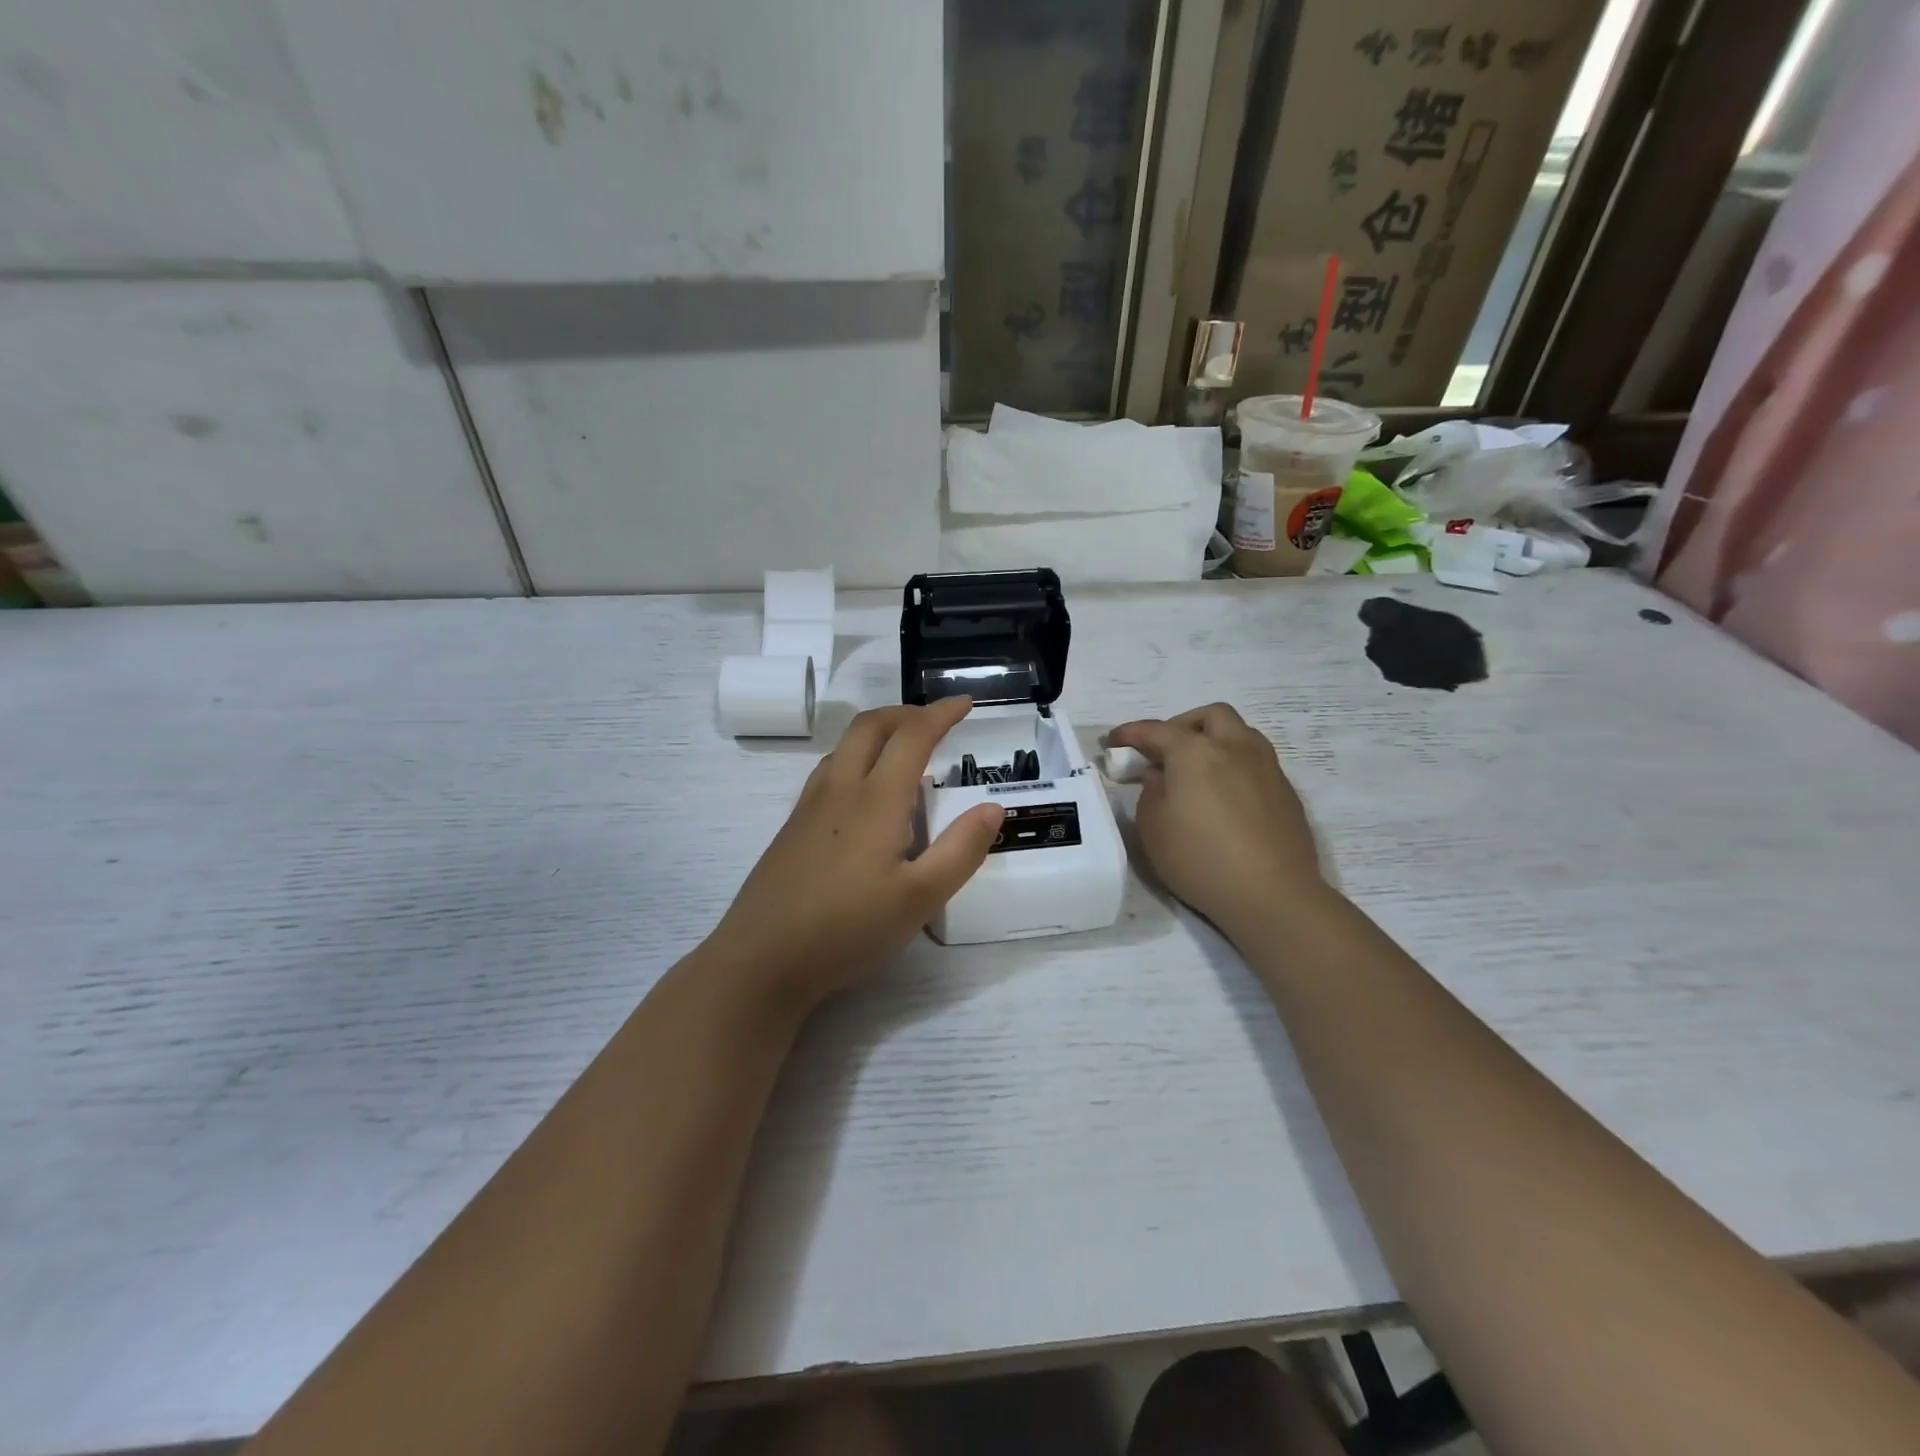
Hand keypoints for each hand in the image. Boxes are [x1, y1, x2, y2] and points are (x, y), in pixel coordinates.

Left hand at [708, 697, 1003, 1011]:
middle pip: (870, 725)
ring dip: (878, 732)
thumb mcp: (921, 898)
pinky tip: (865, 794)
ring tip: (905, 752)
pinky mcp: (793, 827)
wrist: (762, 959)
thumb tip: (993, 808)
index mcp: (876, 799)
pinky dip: (857, 757)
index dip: (941, 714)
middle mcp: (840, 788)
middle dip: (906, 712)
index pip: (913, 735)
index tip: (965, 703)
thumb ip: (961, 850)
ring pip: (845, 745)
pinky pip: (829, 770)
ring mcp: (810, 806)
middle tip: (935, 721)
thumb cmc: (848, 928)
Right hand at [1108, 704, 1327, 940]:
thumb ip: (1150, 792)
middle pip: (1210, 716)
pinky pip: (1256, 762)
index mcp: (1196, 753)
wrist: (1272, 895)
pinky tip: (1225, 797)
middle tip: (1165, 751)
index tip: (1114, 741)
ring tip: (1198, 771)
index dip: (1131, 733)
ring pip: (1240, 734)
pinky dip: (1235, 766)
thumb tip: (1159, 775)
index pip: (1157, 731)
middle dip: (1183, 725)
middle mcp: (1235, 748)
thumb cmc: (1200, 860)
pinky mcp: (1286, 792)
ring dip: (1215, 741)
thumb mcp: (1153, 829)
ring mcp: (1266, 768)